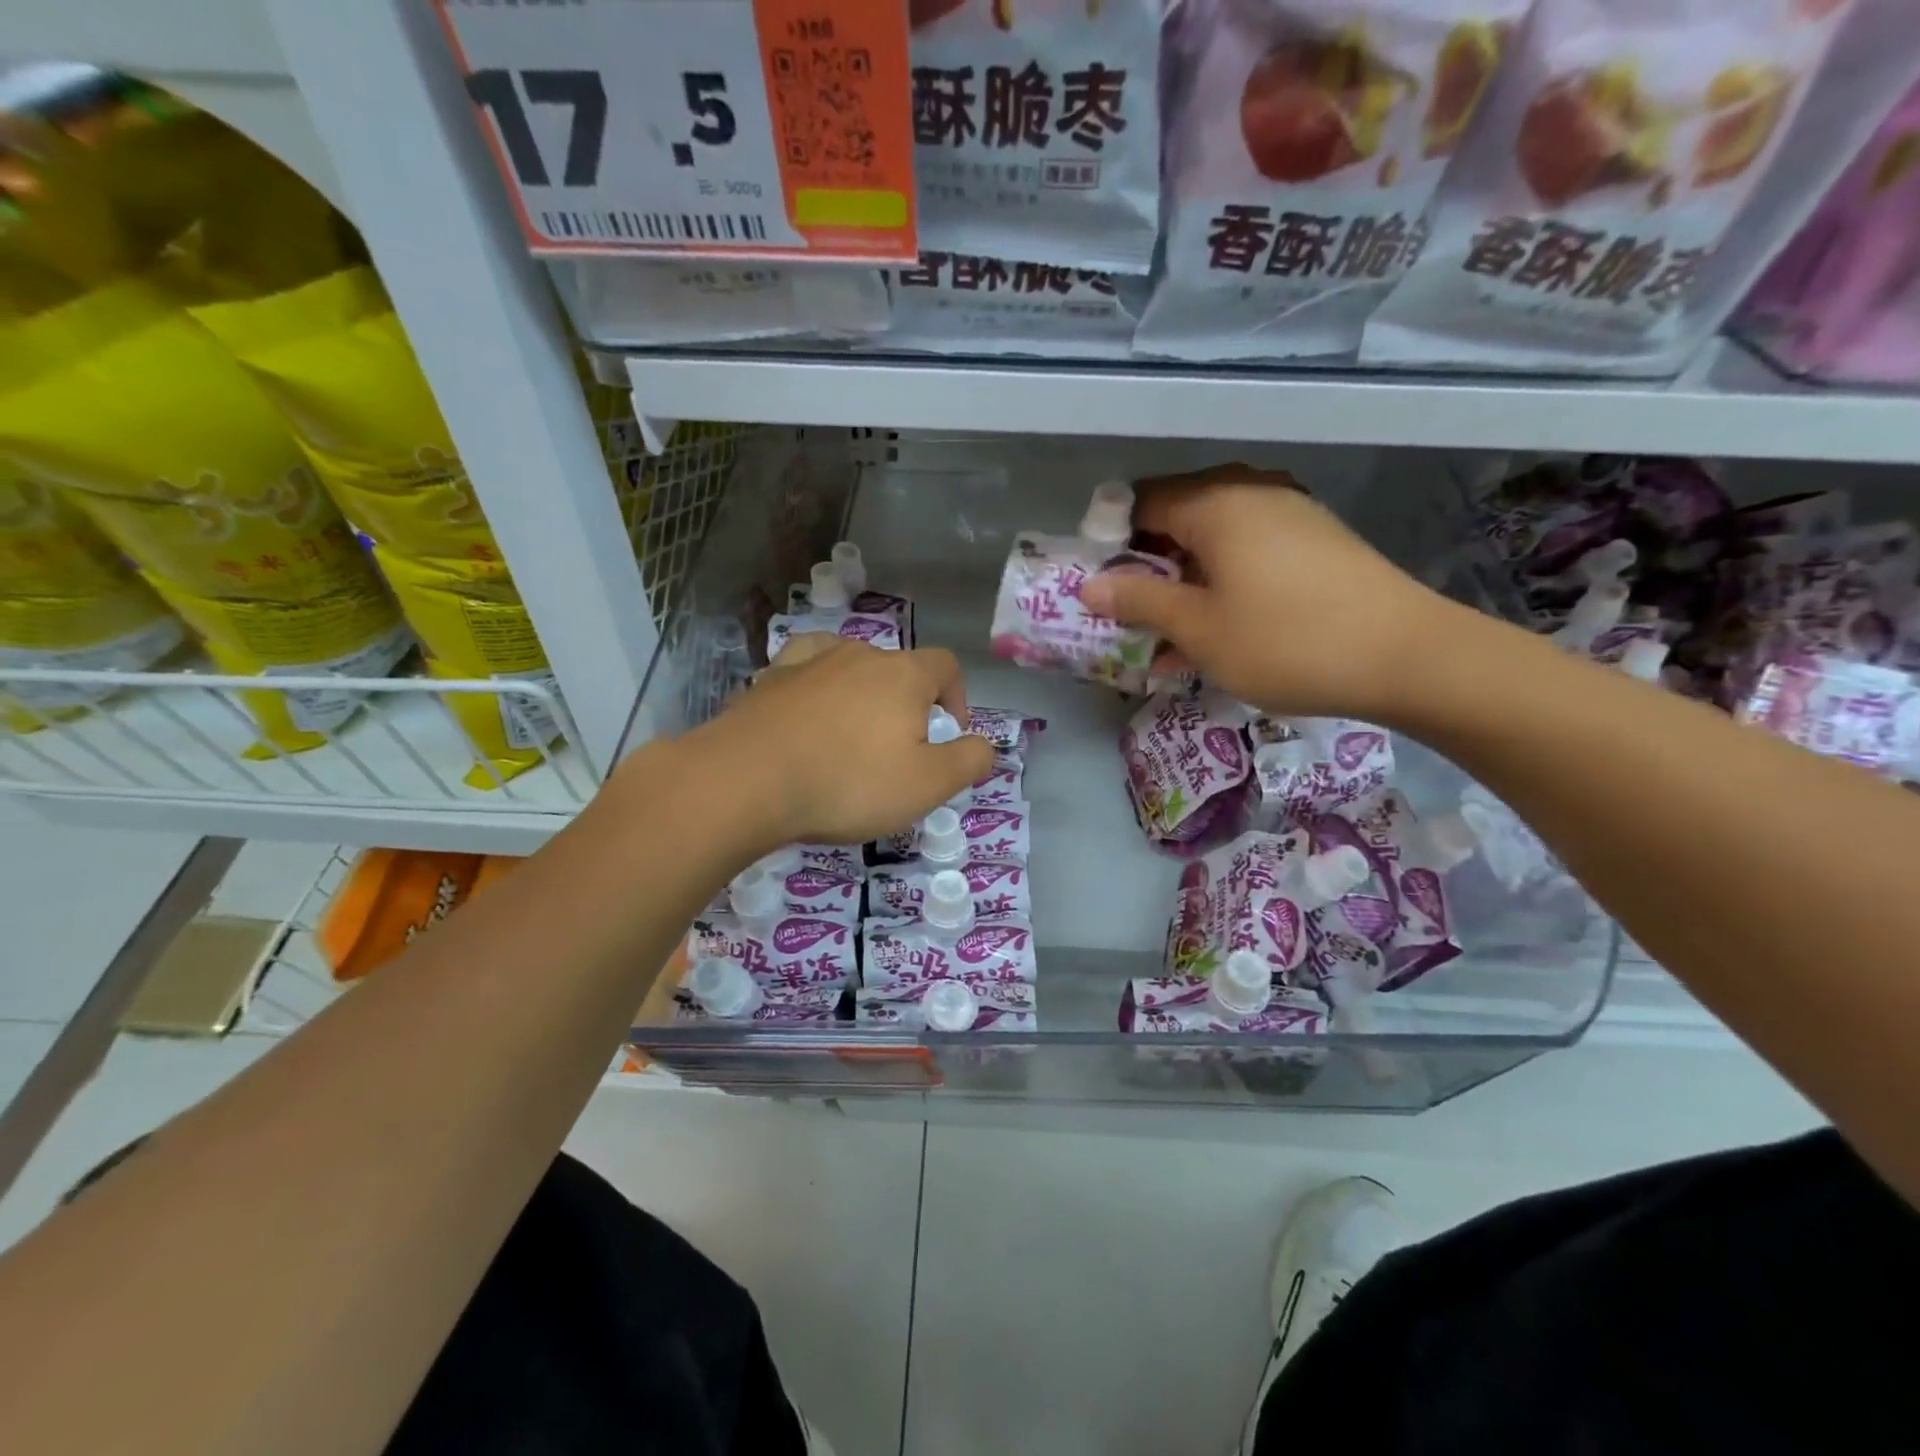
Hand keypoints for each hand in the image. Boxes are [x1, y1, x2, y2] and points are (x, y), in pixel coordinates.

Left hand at [684, 635, 993, 851]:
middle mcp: (859, 655)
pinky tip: (807, 710)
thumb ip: (968, 761)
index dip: (957, 696)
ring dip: (860, 694)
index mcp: (903, 675)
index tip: (950, 733)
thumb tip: (984, 745)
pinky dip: (814, 687)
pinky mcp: (768, 680)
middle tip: (898, 751)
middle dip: (908, 704)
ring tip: (852, 733)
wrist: (746, 781)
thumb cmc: (849, 783)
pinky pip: (803, 672)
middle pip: (898, 668)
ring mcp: (809, 662)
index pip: (946, 665)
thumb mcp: (927, 785)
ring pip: (849, 667)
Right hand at [1078, 465, 1463, 722]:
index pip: (1140, 503)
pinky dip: (1221, 587)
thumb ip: (1139, 600)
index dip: (1110, 543)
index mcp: (1216, 503)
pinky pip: (1248, 555)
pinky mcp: (1315, 543)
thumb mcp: (1198, 628)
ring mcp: (1290, 515)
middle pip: (1176, 520)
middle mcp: (1251, 494)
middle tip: (1128, 618)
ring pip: (1212, 543)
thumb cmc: (1285, 641)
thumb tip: (1089, 586)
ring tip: (1167, 639)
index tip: (1098, 588)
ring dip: (1182, 585)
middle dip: (1146, 569)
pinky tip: (1216, 633)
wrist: (1408, 657)